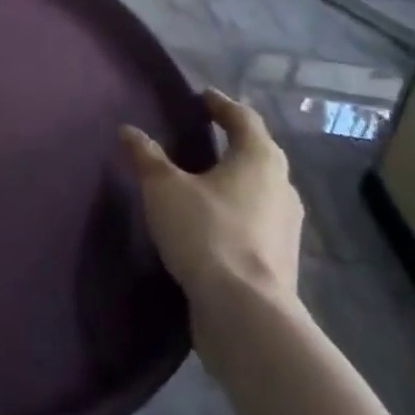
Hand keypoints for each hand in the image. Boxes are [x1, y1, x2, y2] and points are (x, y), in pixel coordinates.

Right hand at [121, 91, 303, 311]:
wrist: (246, 315)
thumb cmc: (207, 233)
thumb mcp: (164, 188)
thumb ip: (147, 156)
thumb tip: (128, 130)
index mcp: (259, 158)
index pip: (243, 118)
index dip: (221, 105)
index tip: (202, 98)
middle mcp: (281, 186)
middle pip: (258, 152)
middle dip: (233, 141)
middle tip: (204, 134)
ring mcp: (286, 227)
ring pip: (260, 189)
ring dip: (236, 179)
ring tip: (205, 179)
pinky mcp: (281, 261)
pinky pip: (257, 220)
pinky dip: (237, 211)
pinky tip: (213, 221)